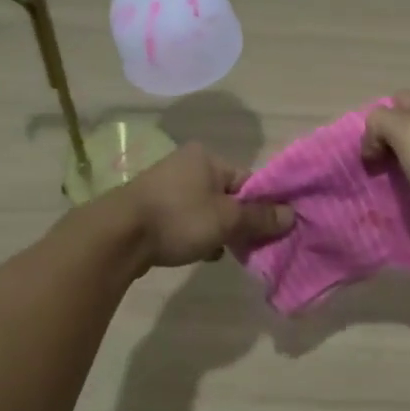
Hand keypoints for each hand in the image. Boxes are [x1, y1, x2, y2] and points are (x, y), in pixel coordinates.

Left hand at [100, 142, 293, 269]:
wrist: (118, 236)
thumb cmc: (178, 218)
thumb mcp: (227, 219)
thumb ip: (260, 217)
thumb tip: (291, 215)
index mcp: (206, 157)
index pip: (247, 179)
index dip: (261, 205)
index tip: (269, 230)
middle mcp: (186, 164)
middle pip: (227, 195)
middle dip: (238, 221)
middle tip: (246, 245)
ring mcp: (165, 186)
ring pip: (206, 210)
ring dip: (217, 231)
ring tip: (222, 252)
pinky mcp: (151, 208)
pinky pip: (185, 220)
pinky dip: (196, 235)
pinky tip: (200, 253)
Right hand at [361, 91, 409, 259]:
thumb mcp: (408, 131)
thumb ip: (380, 123)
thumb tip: (374, 144)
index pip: (396, 100)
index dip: (377, 120)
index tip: (369, 149)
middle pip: (403, 129)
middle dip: (382, 147)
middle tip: (371, 171)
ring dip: (394, 172)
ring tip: (381, 189)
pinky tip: (401, 203)